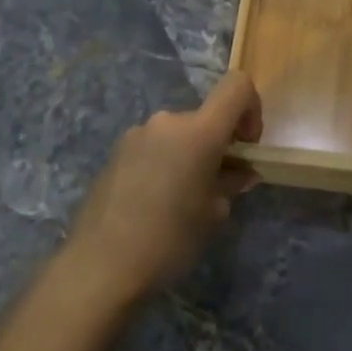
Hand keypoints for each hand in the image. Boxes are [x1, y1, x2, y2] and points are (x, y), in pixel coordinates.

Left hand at [65, 72, 262, 304]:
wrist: (100, 264)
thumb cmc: (169, 238)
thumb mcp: (213, 213)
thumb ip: (231, 183)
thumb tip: (241, 172)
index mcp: (198, 131)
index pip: (236, 86)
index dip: (251, 108)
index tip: (246, 145)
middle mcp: (167, 121)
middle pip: (205, 116)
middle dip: (218, 143)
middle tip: (218, 184)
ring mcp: (137, 134)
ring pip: (178, 134)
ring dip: (190, 154)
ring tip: (183, 198)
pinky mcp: (116, 151)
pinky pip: (154, 146)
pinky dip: (165, 162)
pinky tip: (155, 202)